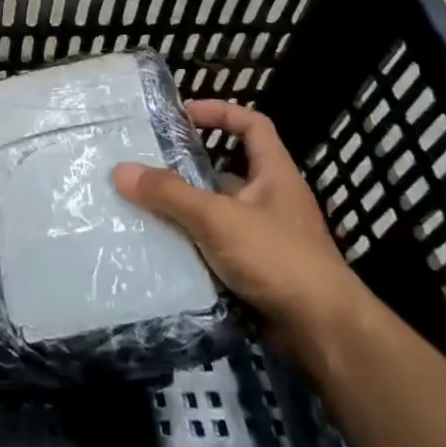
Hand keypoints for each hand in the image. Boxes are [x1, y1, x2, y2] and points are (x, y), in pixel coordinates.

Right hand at [114, 99, 376, 360]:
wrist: (325, 333)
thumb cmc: (278, 259)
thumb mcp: (218, 218)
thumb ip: (170, 193)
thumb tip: (120, 170)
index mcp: (274, 174)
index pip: (252, 125)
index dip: (220, 112)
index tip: (182, 115)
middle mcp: (272, 200)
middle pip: (226, 169)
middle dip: (187, 166)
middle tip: (145, 163)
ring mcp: (265, 237)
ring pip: (217, 211)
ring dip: (185, 208)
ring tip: (141, 204)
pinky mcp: (256, 270)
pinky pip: (215, 246)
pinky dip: (191, 244)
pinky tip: (161, 246)